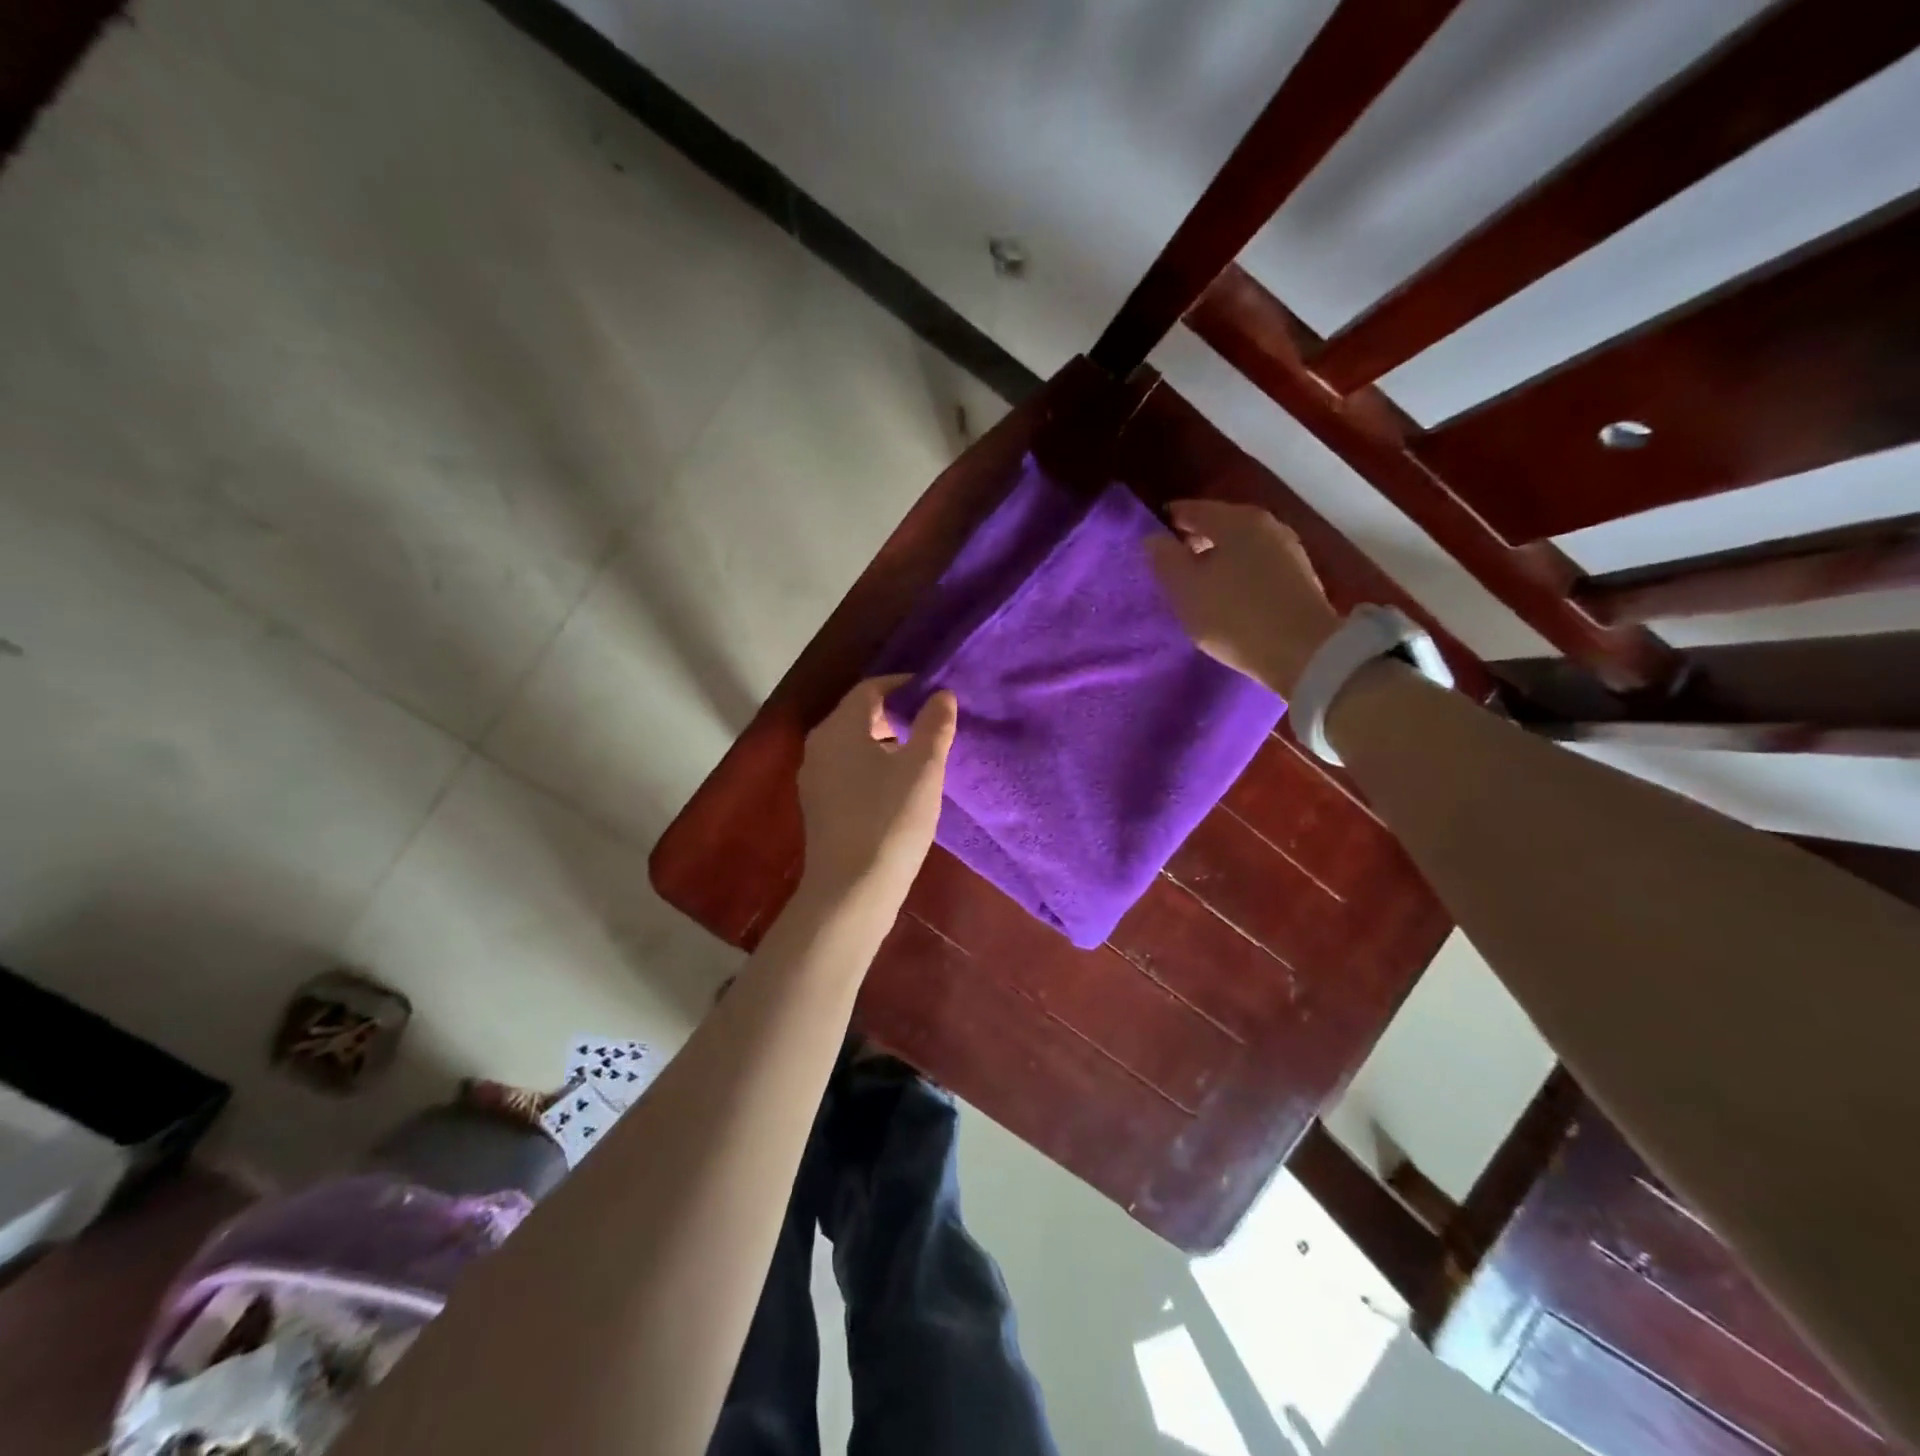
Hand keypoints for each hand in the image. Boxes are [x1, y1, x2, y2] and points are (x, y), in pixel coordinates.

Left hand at [797, 676, 957, 903]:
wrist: (851, 890)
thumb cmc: (890, 820)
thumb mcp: (923, 769)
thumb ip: (934, 726)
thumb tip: (941, 695)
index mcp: (839, 728)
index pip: (870, 688)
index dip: (903, 685)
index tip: (933, 692)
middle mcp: (819, 746)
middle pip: (858, 715)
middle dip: (895, 714)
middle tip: (931, 724)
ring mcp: (815, 778)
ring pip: (853, 744)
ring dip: (885, 741)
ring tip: (921, 756)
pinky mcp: (819, 806)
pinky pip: (847, 769)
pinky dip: (872, 765)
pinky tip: (898, 787)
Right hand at [1146, 499, 1339, 697]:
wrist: (1304, 653)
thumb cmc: (1234, 615)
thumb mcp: (1185, 589)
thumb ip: (1164, 558)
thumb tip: (1155, 538)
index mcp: (1235, 519)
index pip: (1190, 509)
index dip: (1165, 523)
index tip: (1149, 543)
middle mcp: (1265, 524)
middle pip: (1218, 525)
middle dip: (1193, 542)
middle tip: (1170, 569)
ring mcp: (1288, 550)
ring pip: (1239, 547)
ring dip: (1217, 561)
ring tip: (1197, 587)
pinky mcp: (1299, 578)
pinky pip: (1256, 567)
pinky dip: (1237, 575)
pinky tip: (1228, 598)